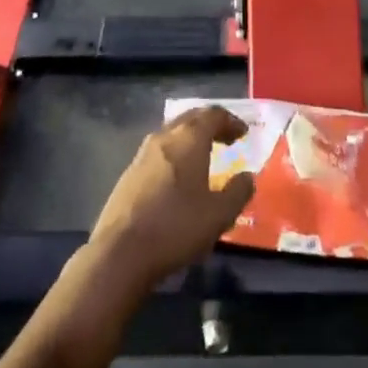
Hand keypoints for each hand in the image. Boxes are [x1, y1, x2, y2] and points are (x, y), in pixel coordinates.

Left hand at [88, 106, 255, 294]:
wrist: (120, 252)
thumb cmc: (176, 227)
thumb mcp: (219, 215)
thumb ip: (238, 192)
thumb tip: (247, 177)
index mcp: (189, 139)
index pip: (213, 114)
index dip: (230, 121)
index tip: (243, 133)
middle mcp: (164, 138)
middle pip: (190, 118)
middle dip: (210, 124)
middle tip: (226, 139)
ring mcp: (142, 155)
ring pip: (171, 134)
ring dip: (190, 138)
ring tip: (204, 157)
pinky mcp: (128, 174)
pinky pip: (158, 152)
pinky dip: (175, 154)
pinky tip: (178, 178)